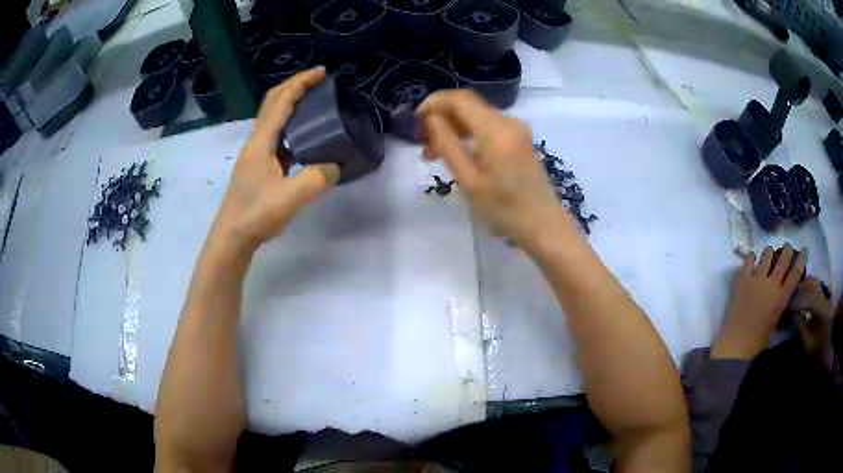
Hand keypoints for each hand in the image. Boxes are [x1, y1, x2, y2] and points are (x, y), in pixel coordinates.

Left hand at [214, 67, 339, 251]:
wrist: (231, 238)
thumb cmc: (255, 215)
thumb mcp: (290, 198)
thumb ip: (316, 179)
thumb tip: (336, 166)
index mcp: (261, 141)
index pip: (281, 101)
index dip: (301, 82)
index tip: (322, 72)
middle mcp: (256, 141)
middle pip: (273, 102)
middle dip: (295, 86)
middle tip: (319, 81)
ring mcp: (255, 153)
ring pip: (273, 118)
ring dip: (292, 103)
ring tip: (315, 103)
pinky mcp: (258, 166)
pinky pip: (276, 135)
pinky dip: (291, 124)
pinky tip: (305, 136)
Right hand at [417, 90, 569, 250]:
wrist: (545, 226)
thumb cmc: (505, 210)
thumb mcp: (469, 182)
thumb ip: (447, 145)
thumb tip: (431, 119)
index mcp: (496, 130)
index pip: (459, 99)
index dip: (434, 103)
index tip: (415, 120)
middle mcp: (509, 122)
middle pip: (468, 105)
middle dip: (442, 116)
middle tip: (422, 142)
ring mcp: (517, 130)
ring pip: (477, 115)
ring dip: (454, 126)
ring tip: (433, 153)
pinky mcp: (520, 140)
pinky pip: (489, 126)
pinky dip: (469, 133)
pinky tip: (457, 153)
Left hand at [712, 245, 807, 359]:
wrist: (735, 343)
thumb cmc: (756, 341)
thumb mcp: (774, 325)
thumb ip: (779, 308)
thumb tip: (782, 298)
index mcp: (781, 298)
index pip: (795, 275)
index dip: (801, 260)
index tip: (804, 250)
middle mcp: (771, 284)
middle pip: (782, 260)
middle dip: (786, 251)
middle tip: (787, 246)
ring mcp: (757, 279)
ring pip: (766, 256)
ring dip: (769, 252)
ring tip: (769, 252)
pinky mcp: (743, 279)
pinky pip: (748, 260)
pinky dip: (751, 257)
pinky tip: (752, 258)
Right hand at [790, 276, 834, 368]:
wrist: (828, 349)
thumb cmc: (818, 349)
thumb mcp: (808, 343)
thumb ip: (801, 327)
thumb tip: (793, 314)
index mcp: (821, 309)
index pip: (807, 298)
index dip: (796, 300)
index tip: (786, 304)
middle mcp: (824, 298)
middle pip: (812, 285)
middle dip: (800, 287)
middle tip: (789, 292)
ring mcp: (825, 297)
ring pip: (815, 283)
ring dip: (805, 284)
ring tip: (795, 289)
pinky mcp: (824, 298)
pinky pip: (816, 287)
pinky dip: (809, 286)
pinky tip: (803, 290)